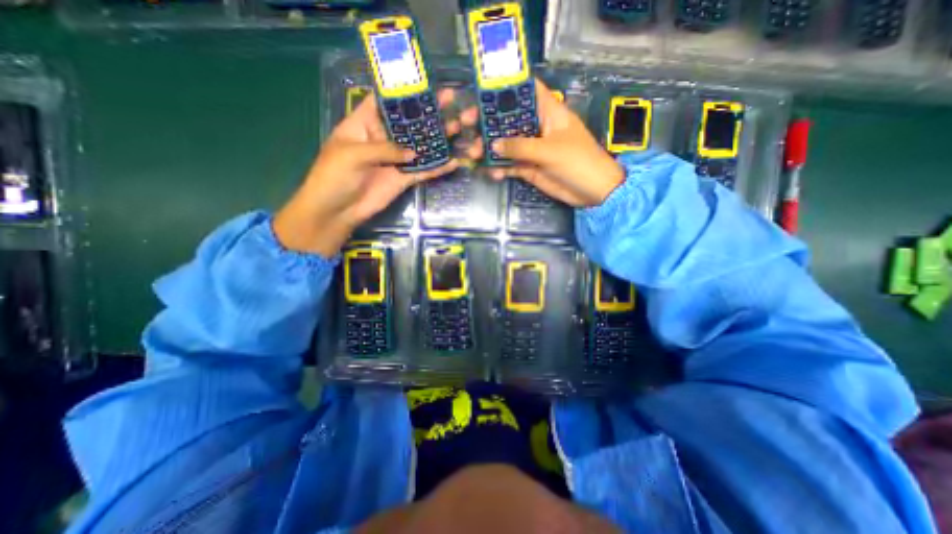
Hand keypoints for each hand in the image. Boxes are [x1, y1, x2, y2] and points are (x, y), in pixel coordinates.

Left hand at [274, 88, 473, 257]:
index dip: (403, 92)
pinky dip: (438, 168)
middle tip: (451, 101)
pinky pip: (424, 171)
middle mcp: (383, 139)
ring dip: (438, 139)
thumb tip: (414, 152)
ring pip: (421, 146)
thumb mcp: (354, 154)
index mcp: (364, 124)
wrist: (338, 210)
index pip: (385, 101)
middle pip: (409, 123)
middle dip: (429, 113)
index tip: (424, 82)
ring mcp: (396, 160)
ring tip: (459, 127)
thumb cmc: (335, 176)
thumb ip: (385, 149)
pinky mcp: (404, 179)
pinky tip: (454, 161)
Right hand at [484, 79, 626, 208]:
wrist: (592, 191)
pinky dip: (500, 169)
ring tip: (474, 154)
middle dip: (489, 121)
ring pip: (506, 144)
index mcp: (548, 112)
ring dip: (490, 149)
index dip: (508, 85)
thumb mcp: (549, 150)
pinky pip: (510, 165)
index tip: (483, 86)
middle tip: (467, 123)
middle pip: (510, 118)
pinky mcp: (530, 168)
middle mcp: (538, 127)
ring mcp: (532, 149)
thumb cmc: (578, 161)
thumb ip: (520, 147)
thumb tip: (493, 145)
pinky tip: (491, 173)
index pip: (527, 90)